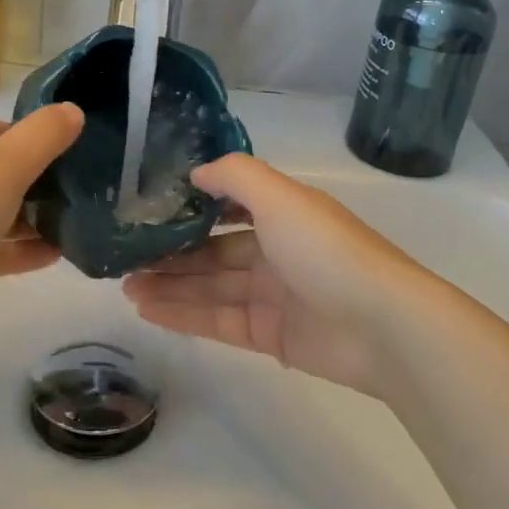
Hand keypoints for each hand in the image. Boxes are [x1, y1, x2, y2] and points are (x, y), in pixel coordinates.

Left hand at [0, 104, 82, 343]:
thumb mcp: (7, 167)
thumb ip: (44, 135)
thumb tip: (72, 110)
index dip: (31, 141)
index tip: (63, 163)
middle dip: (33, 183)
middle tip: (71, 198)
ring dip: (25, 219)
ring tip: (68, 229)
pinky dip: (10, 248)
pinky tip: (51, 257)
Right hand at [123, 153, 449, 394]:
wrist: (382, 326)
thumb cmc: (326, 250)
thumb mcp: (280, 197)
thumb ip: (235, 176)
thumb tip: (195, 172)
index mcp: (282, 214)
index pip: (230, 207)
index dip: (193, 207)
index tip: (151, 208)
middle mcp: (275, 251)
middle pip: (214, 251)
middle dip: (172, 253)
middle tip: (126, 257)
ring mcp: (272, 296)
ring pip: (210, 287)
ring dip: (170, 285)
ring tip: (125, 285)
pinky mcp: (269, 336)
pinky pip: (217, 321)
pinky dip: (183, 315)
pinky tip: (147, 309)